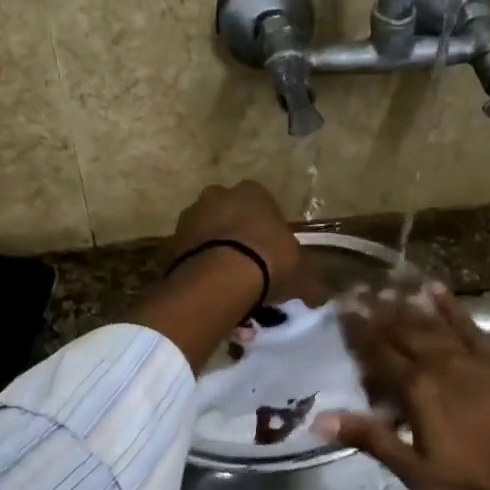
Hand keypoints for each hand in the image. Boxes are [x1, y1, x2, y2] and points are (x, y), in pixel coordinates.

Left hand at [163, 180, 314, 303]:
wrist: (219, 279)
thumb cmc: (268, 262)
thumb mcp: (301, 275)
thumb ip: (310, 284)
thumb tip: (319, 297)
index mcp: (252, 192)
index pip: (263, 204)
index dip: (268, 229)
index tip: (273, 254)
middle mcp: (217, 196)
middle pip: (230, 215)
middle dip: (238, 237)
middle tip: (250, 269)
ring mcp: (189, 217)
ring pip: (207, 235)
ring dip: (216, 254)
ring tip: (228, 288)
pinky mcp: (170, 243)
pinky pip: (189, 256)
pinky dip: (198, 270)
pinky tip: (210, 294)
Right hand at [315, 286, 489, 489]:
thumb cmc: (481, 482)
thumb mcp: (419, 472)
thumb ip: (372, 439)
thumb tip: (321, 419)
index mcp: (419, 390)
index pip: (379, 353)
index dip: (358, 331)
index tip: (340, 309)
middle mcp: (441, 363)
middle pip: (403, 330)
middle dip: (377, 310)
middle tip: (357, 290)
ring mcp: (473, 356)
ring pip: (432, 322)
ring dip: (407, 303)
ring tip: (386, 287)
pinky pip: (469, 323)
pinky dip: (451, 305)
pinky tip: (436, 289)